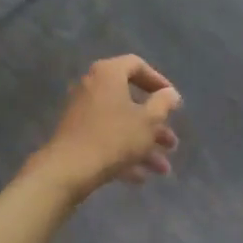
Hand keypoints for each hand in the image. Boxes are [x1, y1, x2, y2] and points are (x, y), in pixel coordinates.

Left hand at [30, 55, 181, 198]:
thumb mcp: (148, 121)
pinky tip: (140, 177)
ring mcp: (81, 112)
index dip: (159, 81)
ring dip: (144, 144)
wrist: (69, 169)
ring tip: (163, 169)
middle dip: (155, 125)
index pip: (137, 65)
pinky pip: (106, 138)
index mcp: (108, 74)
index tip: (173, 101)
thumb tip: (170, 94)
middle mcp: (92, 87)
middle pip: (130, 101)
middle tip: (171, 142)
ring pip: (120, 124)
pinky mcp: (76, 135)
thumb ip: (164, 103)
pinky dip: (124, 153)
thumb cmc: (114, 138)